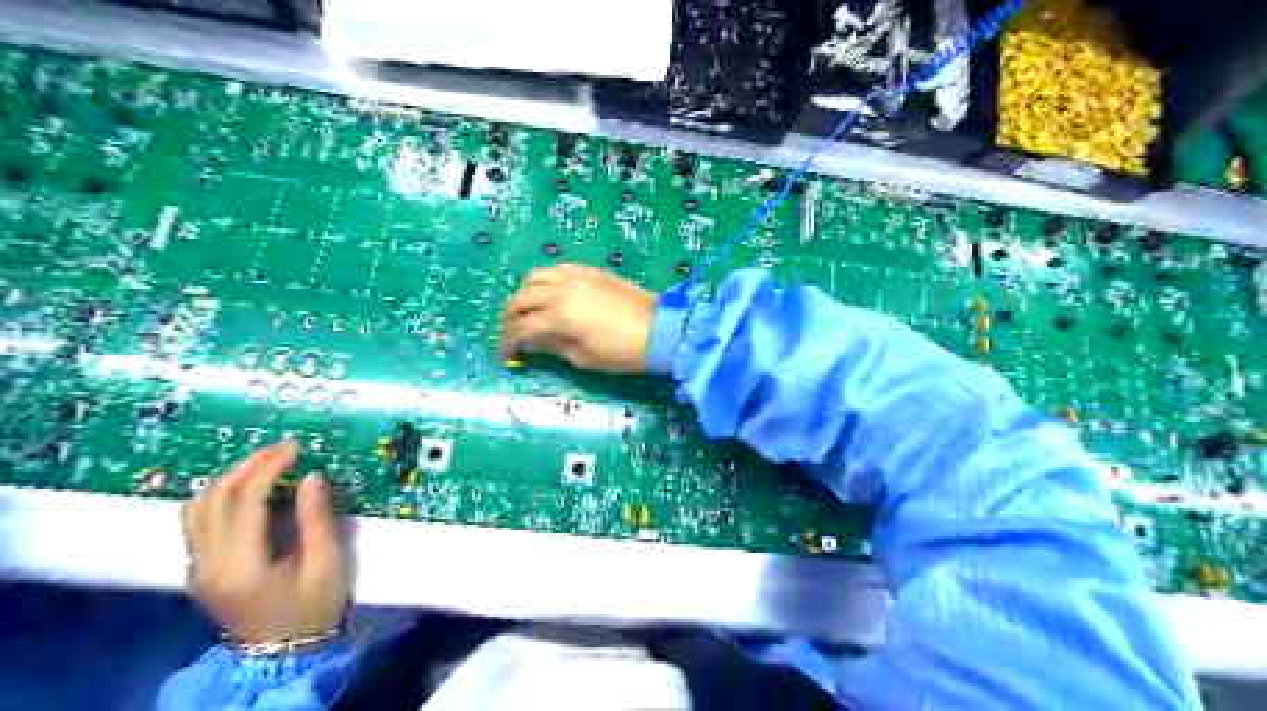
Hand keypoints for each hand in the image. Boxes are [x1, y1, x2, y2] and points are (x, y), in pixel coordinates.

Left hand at [181, 443, 347, 640]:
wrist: (283, 654)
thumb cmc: (313, 609)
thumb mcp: (327, 564)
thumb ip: (316, 519)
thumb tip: (311, 476)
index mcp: (241, 565)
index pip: (244, 501)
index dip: (268, 468)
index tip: (294, 448)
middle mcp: (208, 563)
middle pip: (214, 499)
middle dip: (248, 466)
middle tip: (282, 448)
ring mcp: (198, 567)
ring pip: (198, 507)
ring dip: (230, 478)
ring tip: (265, 464)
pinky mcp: (199, 568)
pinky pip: (198, 520)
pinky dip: (220, 496)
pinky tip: (247, 489)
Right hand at [494, 260, 652, 370]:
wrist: (661, 330)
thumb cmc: (623, 352)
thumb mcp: (584, 358)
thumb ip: (554, 347)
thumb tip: (535, 343)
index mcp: (558, 316)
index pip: (520, 328)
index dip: (508, 344)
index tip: (505, 355)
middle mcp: (561, 290)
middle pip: (520, 299)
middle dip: (509, 318)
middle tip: (511, 334)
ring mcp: (576, 276)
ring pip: (534, 277)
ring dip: (523, 295)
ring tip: (525, 310)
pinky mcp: (590, 270)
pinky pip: (556, 268)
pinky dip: (544, 280)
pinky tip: (548, 293)